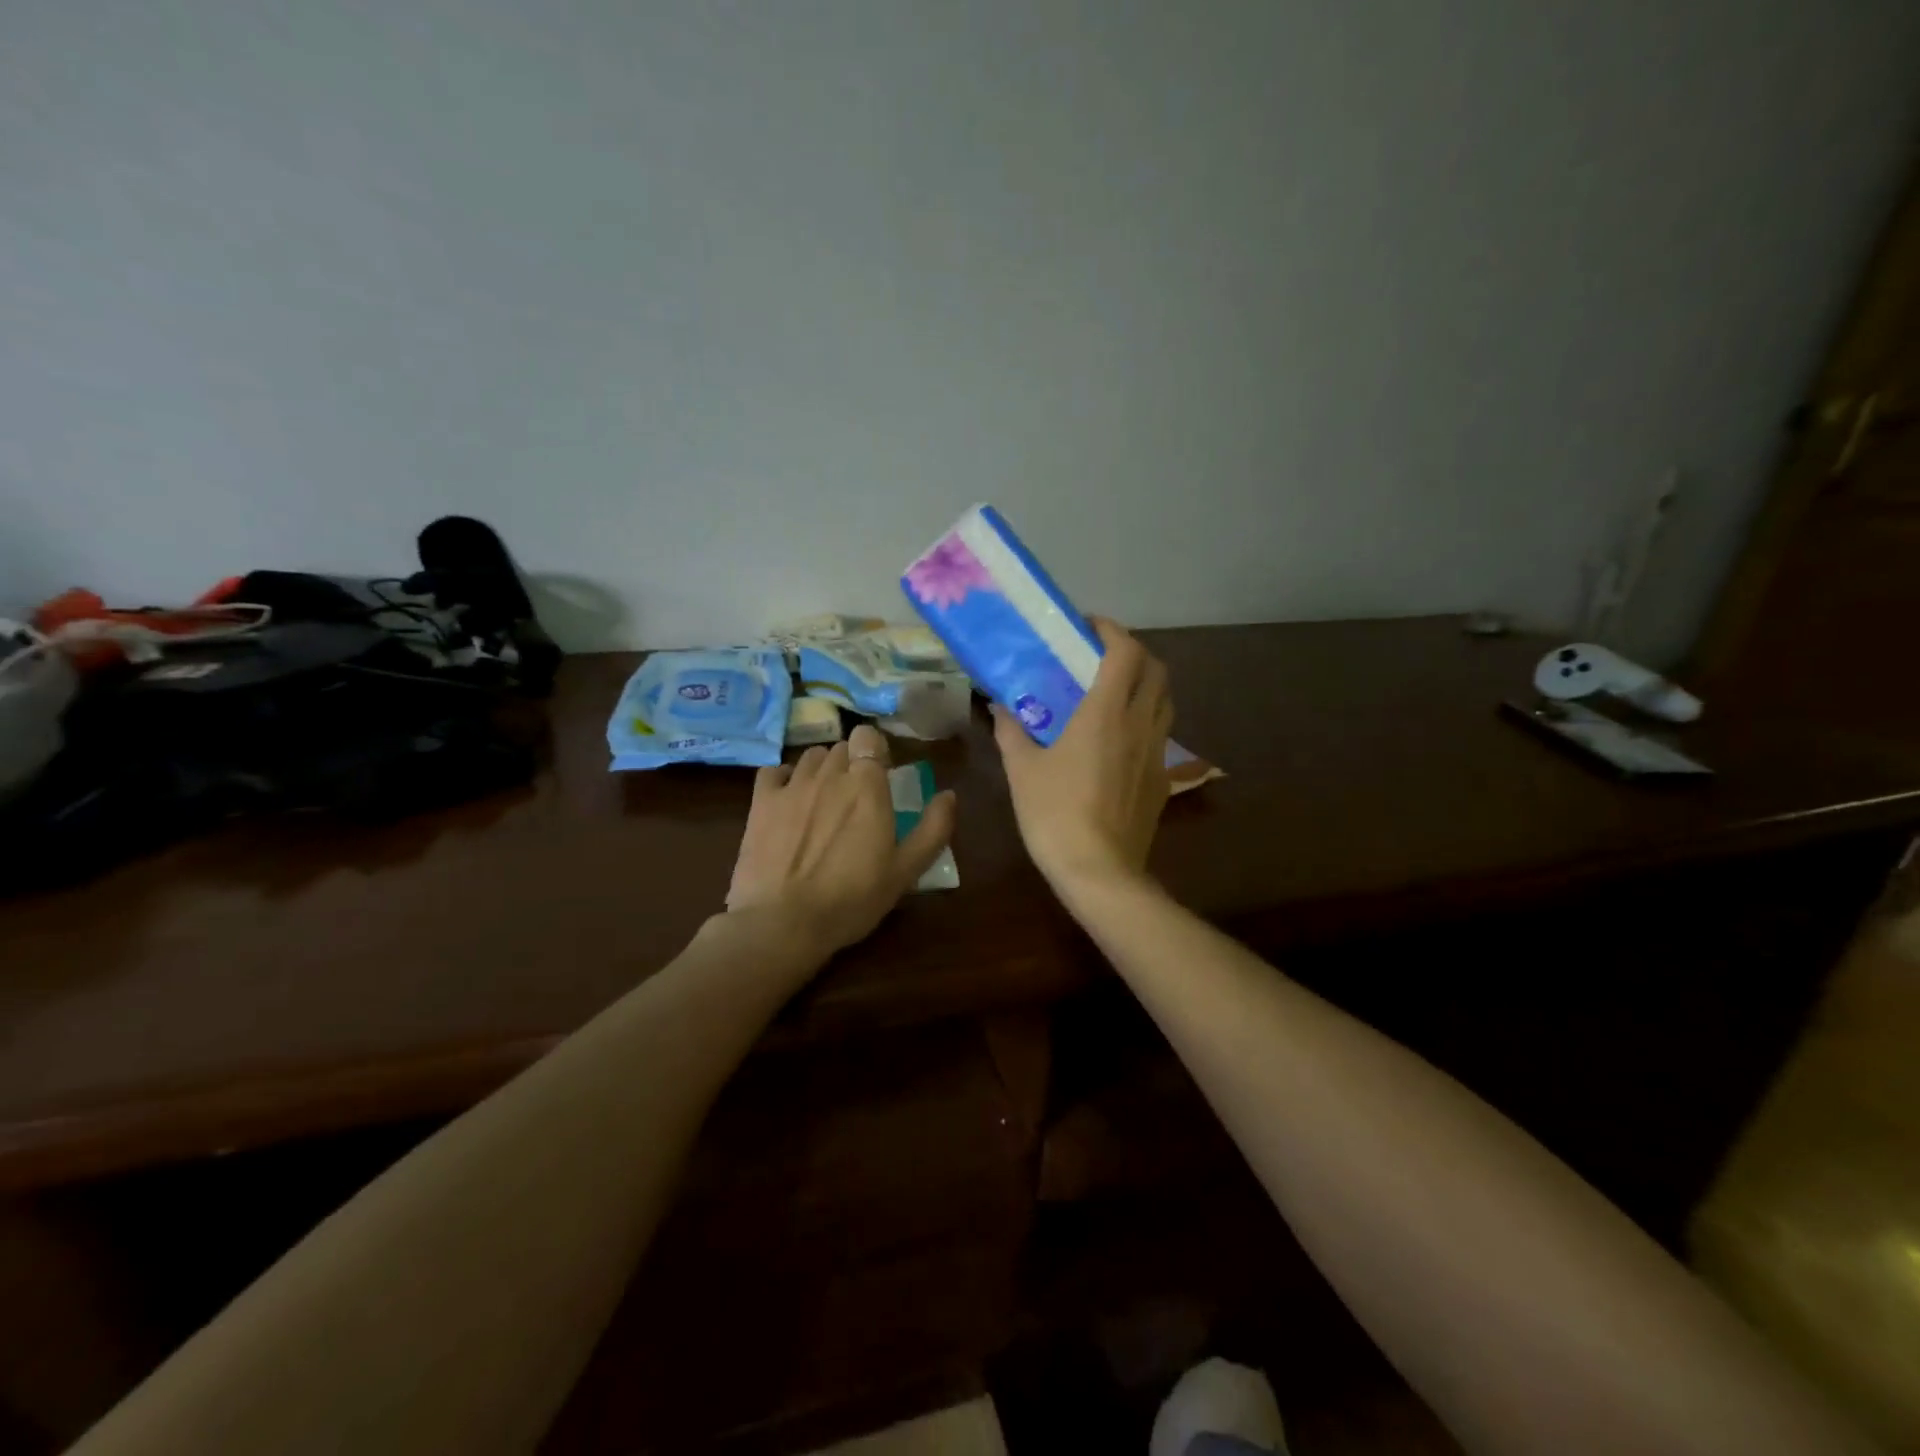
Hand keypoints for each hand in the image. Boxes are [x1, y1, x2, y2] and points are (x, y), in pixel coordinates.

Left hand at [726, 722, 956, 959]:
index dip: (874, 750)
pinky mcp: (760, 802)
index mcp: (867, 785)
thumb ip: (933, 828)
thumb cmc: (852, 899)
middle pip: (841, 748)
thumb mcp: (906, 870)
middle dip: (851, 763)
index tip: (880, 774)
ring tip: (824, 797)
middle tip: (856, 795)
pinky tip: (788, 798)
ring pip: (810, 757)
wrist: (783, 922)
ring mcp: (791, 786)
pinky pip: (773, 771)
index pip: (868, 738)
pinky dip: (784, 778)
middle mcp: (829, 774)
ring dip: (821, 769)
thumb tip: (949, 794)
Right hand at [993, 618, 1171, 893]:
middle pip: (1157, 669)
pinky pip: (1161, 734)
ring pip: (1165, 700)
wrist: (1099, 870)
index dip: (1111, 630)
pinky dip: (1146, 720)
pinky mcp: (1162, 779)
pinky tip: (1120, 739)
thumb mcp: (1022, 769)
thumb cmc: (1054, 813)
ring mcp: (1157, 753)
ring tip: (1113, 692)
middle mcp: (1140, 724)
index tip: (1087, 628)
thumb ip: (1010, 731)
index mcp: (1106, 713)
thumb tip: (998, 706)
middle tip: (1101, 657)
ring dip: (1145, 684)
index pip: (1125, 651)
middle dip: (1134, 652)